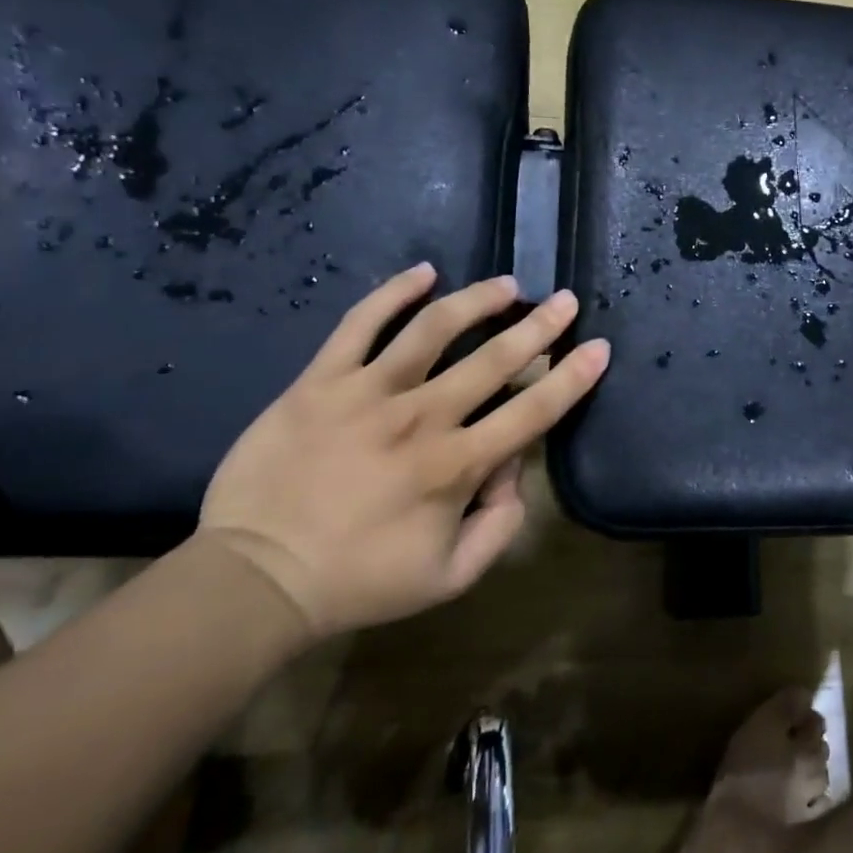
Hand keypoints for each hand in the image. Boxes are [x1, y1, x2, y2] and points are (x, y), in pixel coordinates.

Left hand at [196, 265, 609, 641]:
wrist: (255, 578)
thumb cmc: (359, 581)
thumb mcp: (450, 576)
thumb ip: (500, 524)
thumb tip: (513, 468)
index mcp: (456, 465)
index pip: (533, 411)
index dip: (572, 378)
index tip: (597, 348)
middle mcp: (421, 417)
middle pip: (493, 359)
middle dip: (539, 326)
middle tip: (565, 300)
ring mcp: (368, 392)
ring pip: (433, 328)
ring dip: (478, 301)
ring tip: (506, 285)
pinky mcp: (321, 381)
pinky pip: (360, 324)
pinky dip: (393, 292)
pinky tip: (423, 272)